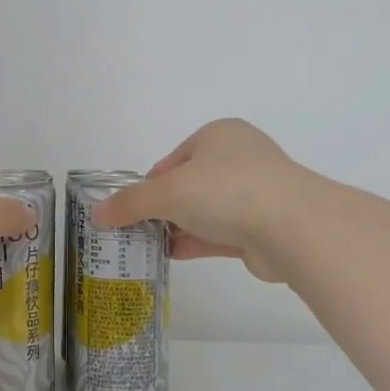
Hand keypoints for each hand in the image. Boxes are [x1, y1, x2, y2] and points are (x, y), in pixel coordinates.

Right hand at [93, 119, 310, 282]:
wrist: (292, 227)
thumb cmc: (225, 190)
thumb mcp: (167, 191)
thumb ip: (130, 203)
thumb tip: (97, 213)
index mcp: (219, 135)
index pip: (173, 159)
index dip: (149, 184)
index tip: (131, 208)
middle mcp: (239, 159)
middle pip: (189, 185)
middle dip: (163, 208)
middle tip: (136, 230)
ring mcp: (254, 194)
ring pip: (206, 211)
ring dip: (178, 227)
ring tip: (147, 246)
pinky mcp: (262, 227)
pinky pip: (220, 233)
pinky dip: (196, 242)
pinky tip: (172, 255)